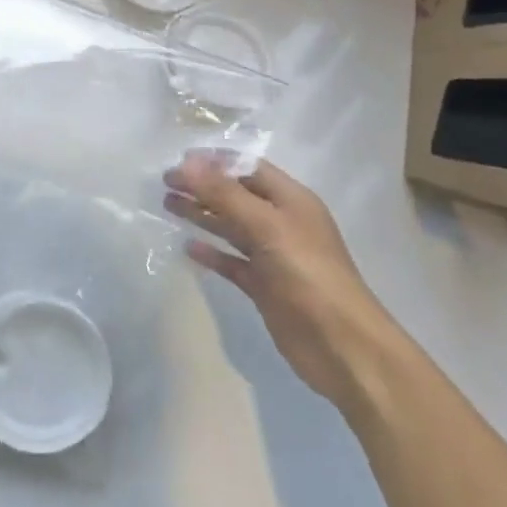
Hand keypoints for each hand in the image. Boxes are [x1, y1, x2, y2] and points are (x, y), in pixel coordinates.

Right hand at [166, 155, 396, 406]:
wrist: (342, 346)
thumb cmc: (307, 274)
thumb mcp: (266, 226)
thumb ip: (224, 194)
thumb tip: (186, 164)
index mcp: (291, 200)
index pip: (248, 168)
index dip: (215, 161)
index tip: (178, 160)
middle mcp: (282, 223)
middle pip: (236, 195)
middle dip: (202, 186)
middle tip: (164, 184)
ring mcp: (274, 256)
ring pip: (231, 227)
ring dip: (202, 215)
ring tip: (167, 205)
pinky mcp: (265, 286)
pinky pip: (232, 262)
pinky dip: (212, 253)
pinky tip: (187, 247)